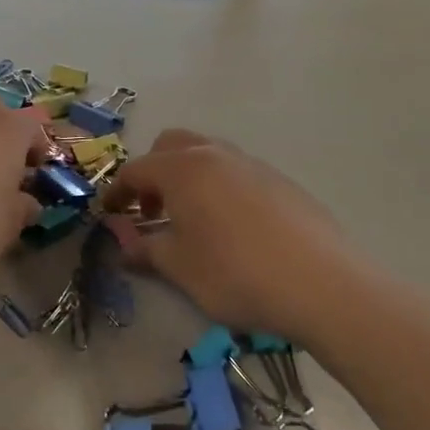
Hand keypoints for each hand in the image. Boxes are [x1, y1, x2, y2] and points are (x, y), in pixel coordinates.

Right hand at [103, 130, 368, 344]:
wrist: (321, 283)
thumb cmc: (236, 274)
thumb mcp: (180, 267)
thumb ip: (145, 247)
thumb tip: (122, 239)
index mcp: (183, 169)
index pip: (136, 170)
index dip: (117, 192)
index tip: (108, 215)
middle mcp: (215, 154)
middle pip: (171, 146)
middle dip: (153, 173)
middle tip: (151, 211)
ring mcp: (252, 164)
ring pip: (207, 154)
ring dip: (187, 177)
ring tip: (190, 219)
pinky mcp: (280, 180)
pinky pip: (236, 171)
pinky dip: (218, 186)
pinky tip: (230, 226)